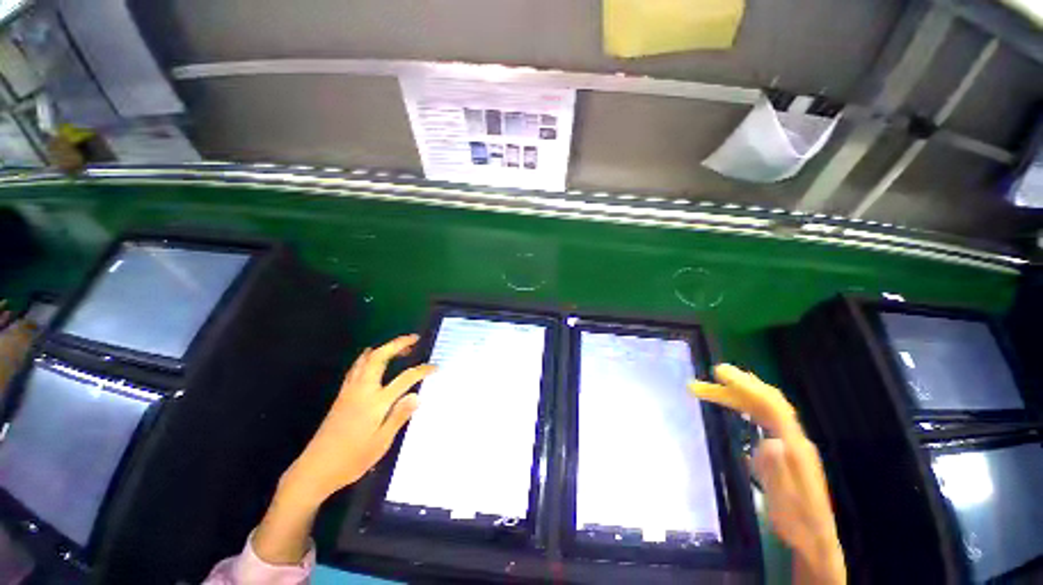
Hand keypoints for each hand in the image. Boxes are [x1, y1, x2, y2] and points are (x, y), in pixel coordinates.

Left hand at [280, 334, 435, 506]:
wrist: (315, 469)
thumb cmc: (352, 459)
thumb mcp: (381, 442)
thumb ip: (399, 416)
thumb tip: (417, 395)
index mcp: (376, 402)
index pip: (405, 379)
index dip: (422, 370)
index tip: (435, 367)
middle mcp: (362, 390)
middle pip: (380, 358)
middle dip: (397, 344)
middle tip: (414, 338)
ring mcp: (349, 391)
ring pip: (366, 360)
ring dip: (383, 348)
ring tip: (398, 345)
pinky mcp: (341, 396)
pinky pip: (356, 368)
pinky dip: (367, 357)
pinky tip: (371, 358)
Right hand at [690, 365, 845, 584]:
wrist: (815, 539)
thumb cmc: (798, 523)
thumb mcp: (786, 504)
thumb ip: (778, 472)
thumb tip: (769, 441)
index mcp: (795, 447)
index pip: (772, 406)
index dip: (746, 386)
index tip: (719, 374)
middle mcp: (794, 437)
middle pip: (765, 401)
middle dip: (735, 386)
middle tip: (707, 378)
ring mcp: (790, 442)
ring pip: (763, 408)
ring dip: (736, 395)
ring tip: (709, 389)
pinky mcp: (784, 448)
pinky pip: (763, 418)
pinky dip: (745, 405)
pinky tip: (733, 406)